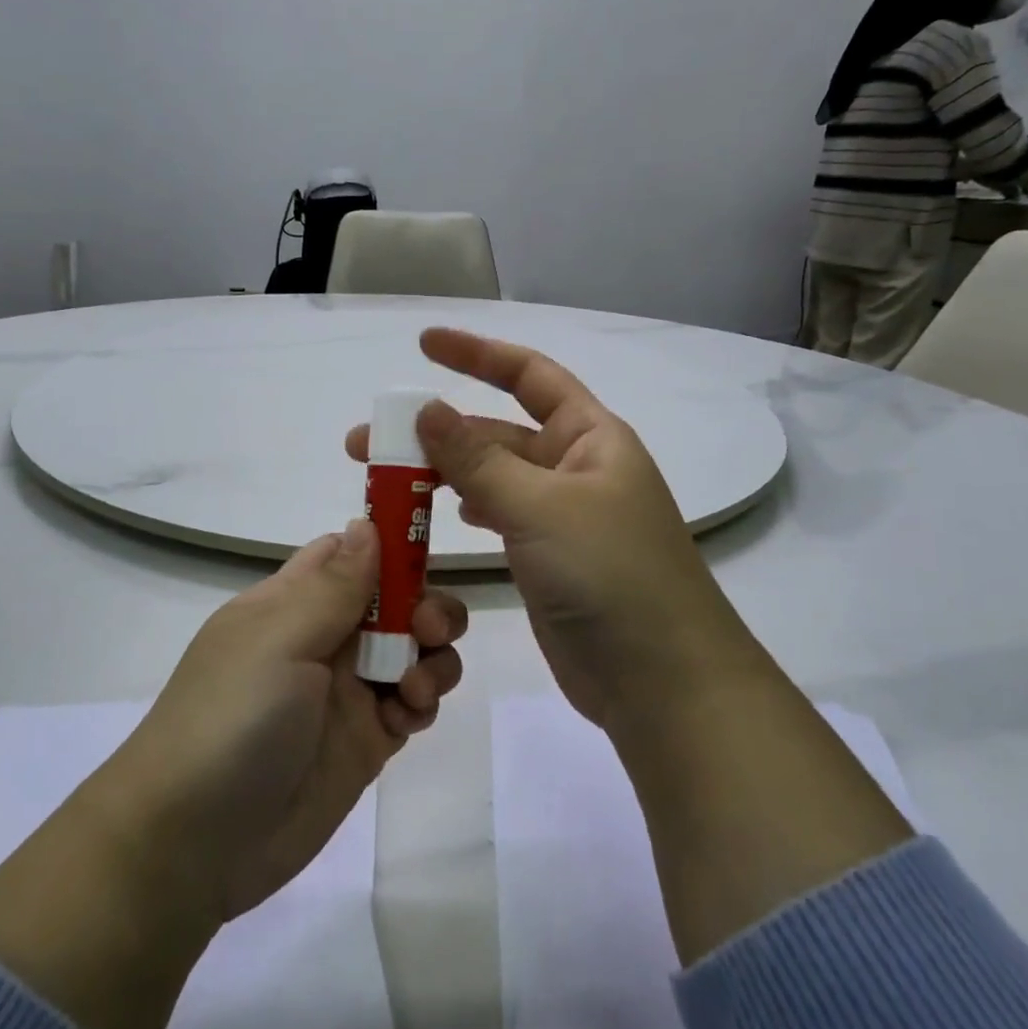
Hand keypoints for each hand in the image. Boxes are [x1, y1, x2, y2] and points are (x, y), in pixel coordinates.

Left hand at [0, 521, 465, 1028]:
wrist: (193, 843)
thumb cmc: (232, 717)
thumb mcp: (280, 638)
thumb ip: (334, 584)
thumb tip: (367, 521)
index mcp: (293, 601)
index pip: (349, 553)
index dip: (391, 546)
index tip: (428, 550)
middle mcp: (323, 638)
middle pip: (394, 600)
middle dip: (425, 605)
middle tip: (429, 630)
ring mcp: (346, 691)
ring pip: (412, 649)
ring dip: (432, 655)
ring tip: (415, 687)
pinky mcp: (366, 741)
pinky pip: (412, 703)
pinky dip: (423, 701)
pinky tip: (410, 715)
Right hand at [347, 328, 766, 733]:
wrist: (662, 683)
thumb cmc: (610, 576)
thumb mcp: (540, 507)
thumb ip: (478, 460)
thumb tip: (426, 408)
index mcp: (590, 438)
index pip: (530, 376)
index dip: (477, 354)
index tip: (423, 345)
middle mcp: (575, 469)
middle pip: (496, 433)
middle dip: (435, 433)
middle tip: (365, 445)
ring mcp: (561, 517)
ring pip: (491, 478)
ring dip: (441, 474)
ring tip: (383, 483)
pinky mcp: (547, 560)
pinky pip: (497, 518)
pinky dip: (465, 509)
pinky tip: (438, 515)